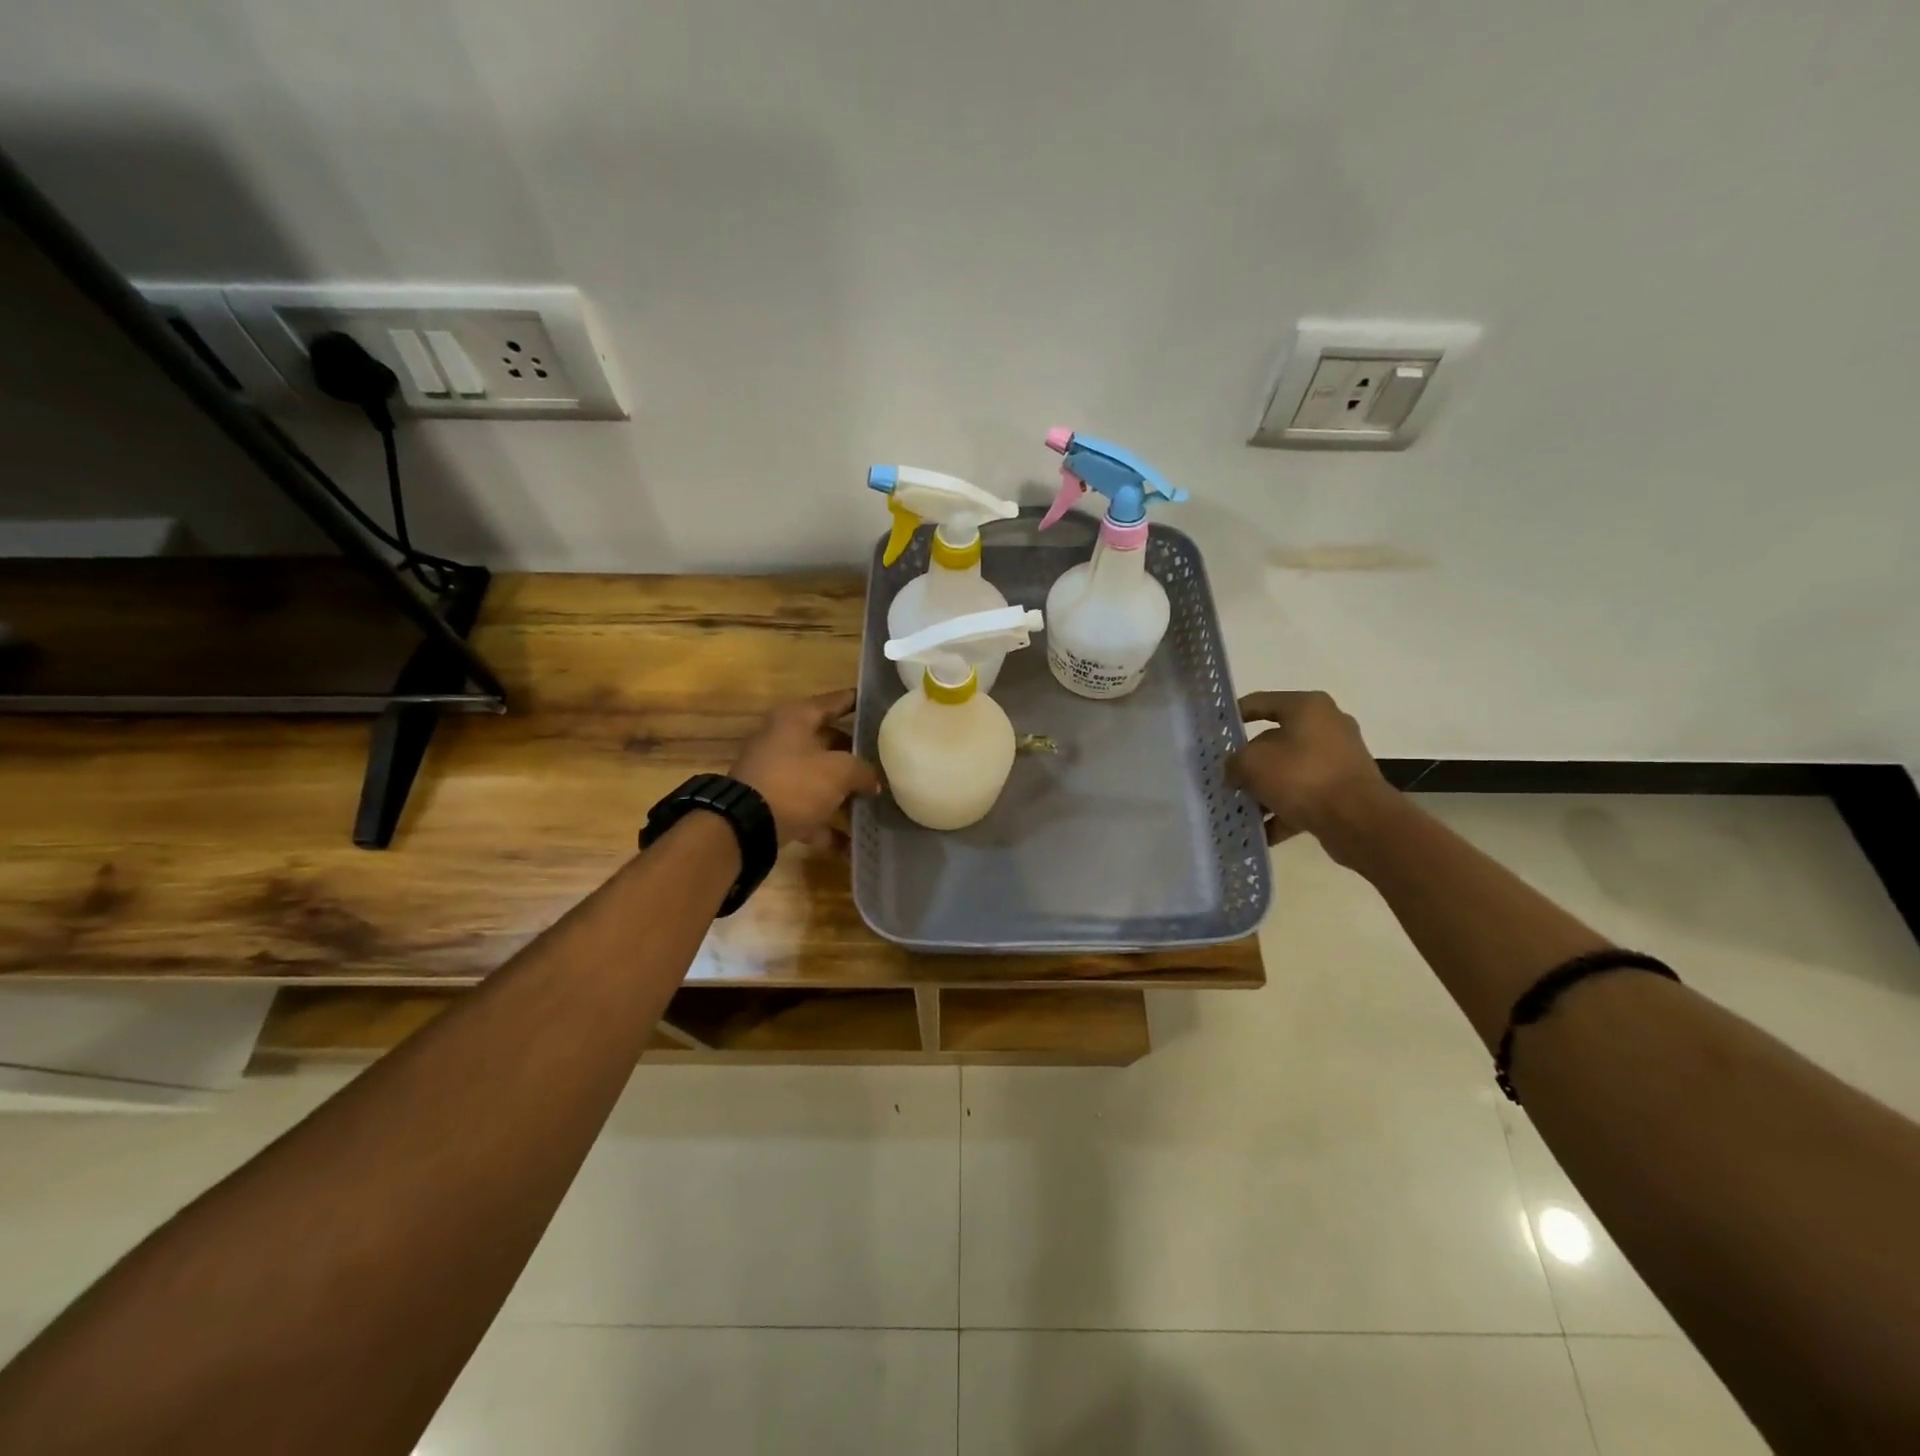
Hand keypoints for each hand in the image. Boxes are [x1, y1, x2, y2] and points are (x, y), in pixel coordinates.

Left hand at [729, 689, 881, 846]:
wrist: (745, 827)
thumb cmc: (795, 783)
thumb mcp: (839, 771)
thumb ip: (863, 770)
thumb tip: (873, 781)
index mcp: (795, 719)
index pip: (835, 702)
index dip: (858, 702)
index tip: (881, 705)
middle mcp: (782, 740)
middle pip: (827, 742)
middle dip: (855, 754)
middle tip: (885, 759)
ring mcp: (775, 774)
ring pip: (818, 779)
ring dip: (843, 793)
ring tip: (875, 802)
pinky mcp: (772, 806)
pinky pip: (807, 812)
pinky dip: (827, 827)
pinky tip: (852, 845)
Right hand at [1228, 690, 1394, 847]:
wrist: (1360, 821)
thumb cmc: (1302, 777)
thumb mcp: (1252, 764)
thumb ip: (1234, 762)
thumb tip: (1234, 771)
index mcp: (1307, 707)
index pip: (1260, 702)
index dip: (1233, 716)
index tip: (1213, 732)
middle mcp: (1327, 727)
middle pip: (1274, 740)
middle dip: (1248, 761)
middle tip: (1223, 776)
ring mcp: (1338, 760)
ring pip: (1288, 771)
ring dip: (1263, 790)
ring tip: (1238, 808)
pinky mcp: (1344, 790)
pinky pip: (1304, 796)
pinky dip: (1282, 811)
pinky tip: (1260, 831)